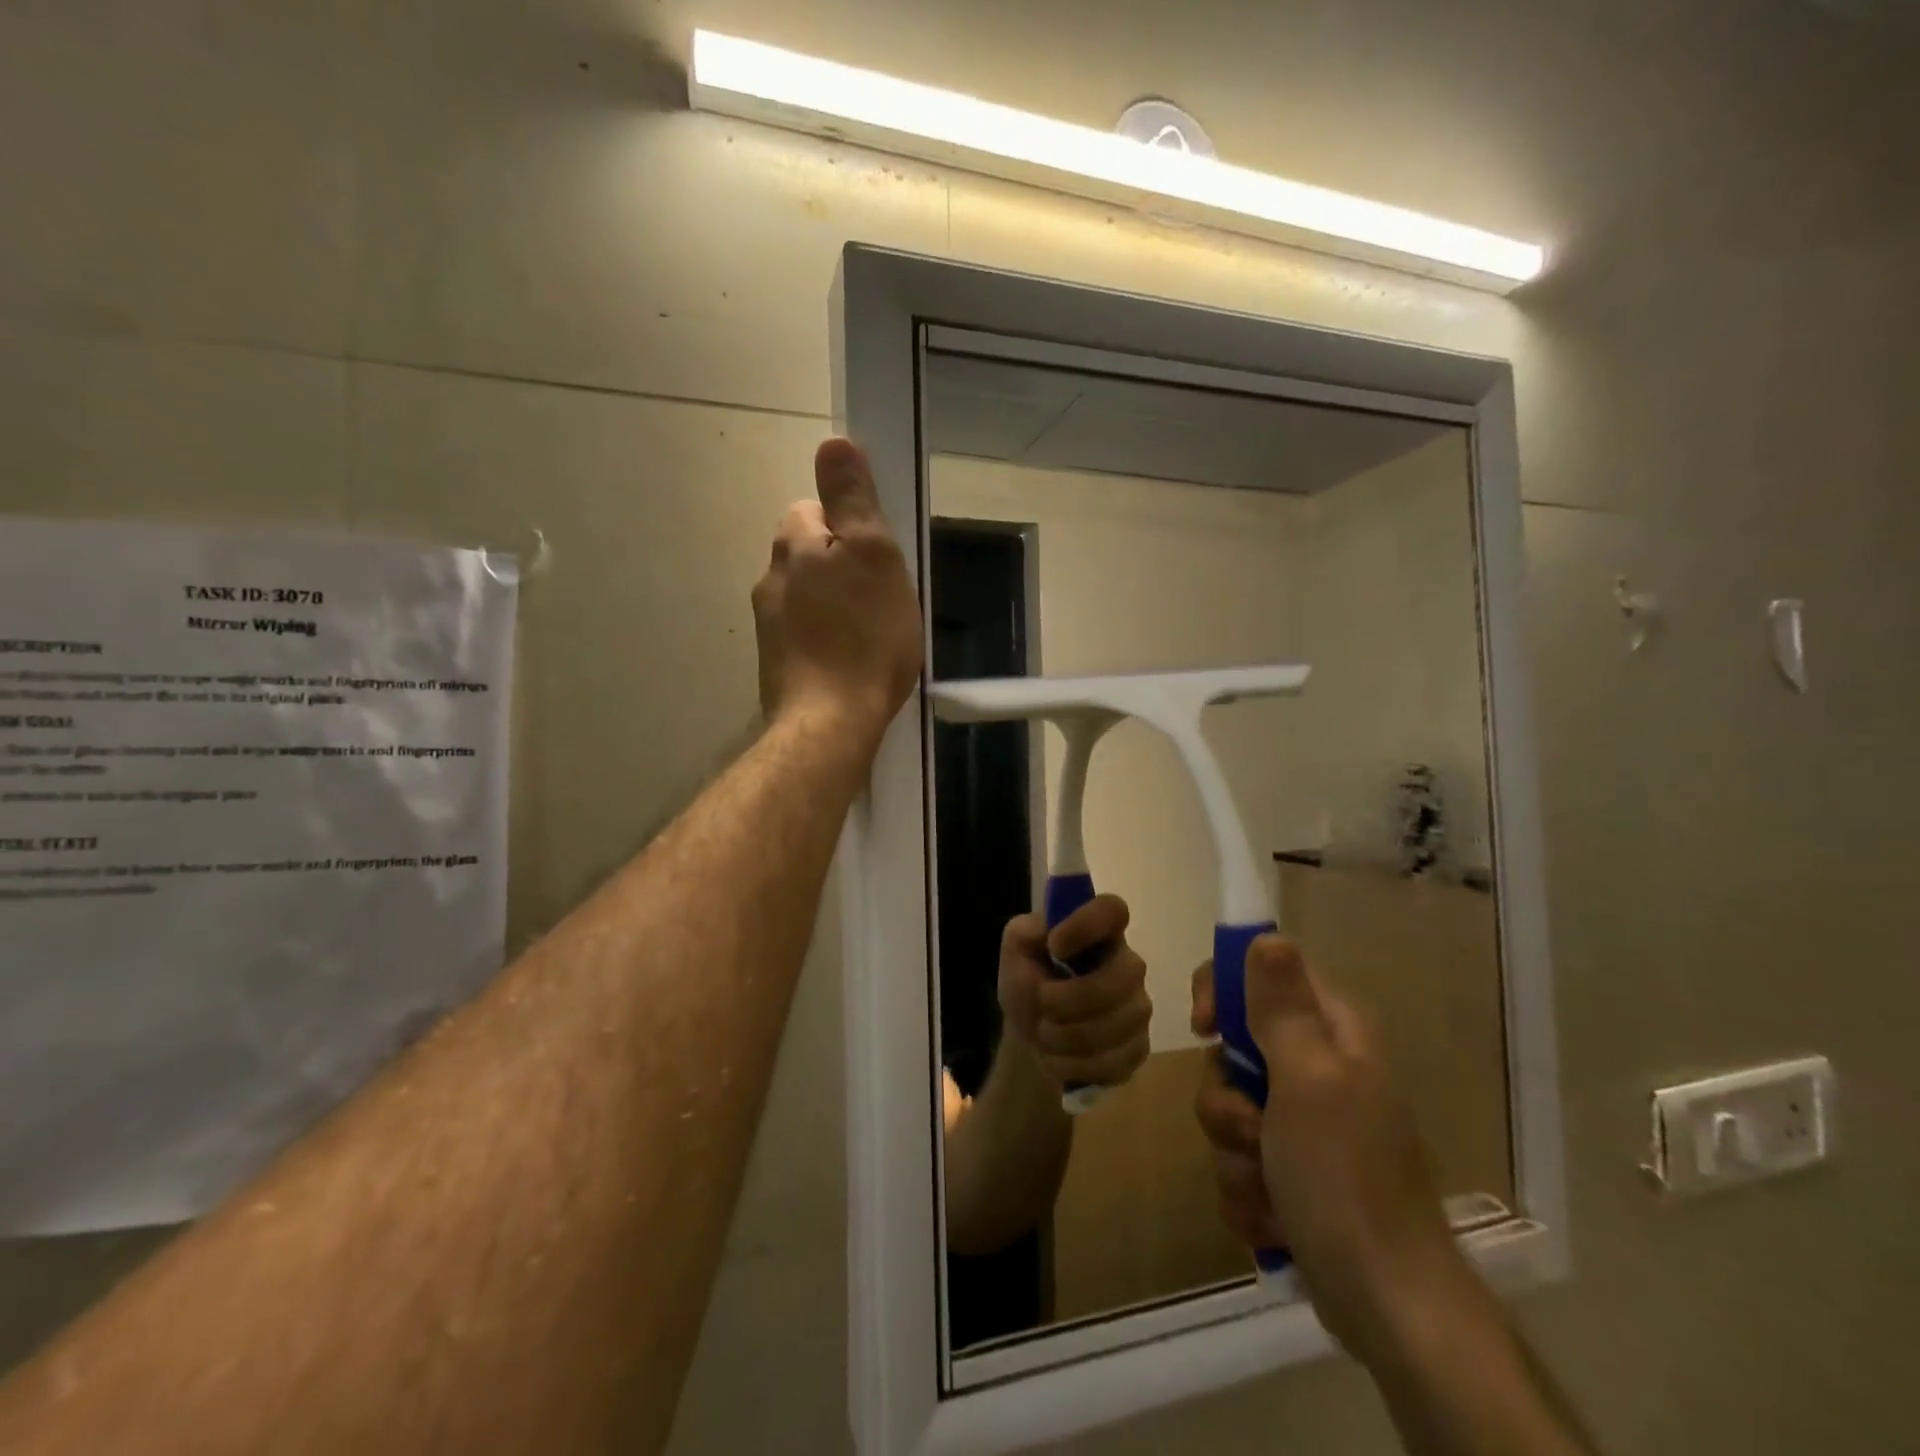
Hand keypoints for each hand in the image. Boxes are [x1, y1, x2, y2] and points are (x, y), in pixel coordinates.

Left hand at [752, 438, 922, 747]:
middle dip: (841, 567)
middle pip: (809, 555)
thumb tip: (833, 440)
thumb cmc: (864, 637)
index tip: (877, 559)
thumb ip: (852, 499)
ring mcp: (768, 626)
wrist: (829, 723)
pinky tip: (851, 663)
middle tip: (881, 599)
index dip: (848, 528)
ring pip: (806, 597)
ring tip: (870, 636)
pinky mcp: (776, 665)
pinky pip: (805, 636)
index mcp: (793, 545)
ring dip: (834, 606)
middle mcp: (770, 578)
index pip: (812, 509)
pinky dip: (826, 640)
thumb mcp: (874, 555)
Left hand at [998, 895, 1151, 1090]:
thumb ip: (1025, 931)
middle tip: (1042, 1003)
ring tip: (1044, 1034)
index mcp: (1098, 932)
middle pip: (1123, 975)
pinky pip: (1116, 1061)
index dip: (1086, 925)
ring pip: (1118, 1024)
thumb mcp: (1015, 951)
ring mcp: (1138, 1007)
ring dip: (1067, 1036)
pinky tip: (1059, 1058)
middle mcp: (1127, 964)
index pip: (1113, 909)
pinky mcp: (1138, 1048)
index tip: (1055, 947)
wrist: (1033, 1035)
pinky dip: (1076, 1065)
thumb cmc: (1028, 981)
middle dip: (1071, 999)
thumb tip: (1048, 930)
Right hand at [1191, 937, 1460, 1359]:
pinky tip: (1273, 1219)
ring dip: (1234, 1154)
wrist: (1388, 1307)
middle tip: (1252, 1131)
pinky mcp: (1291, 1171)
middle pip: (1231, 1052)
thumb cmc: (1345, 1178)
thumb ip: (1281, 1007)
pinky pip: (1237, 1159)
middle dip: (1226, 1100)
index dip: (1220, 991)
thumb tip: (1266, 934)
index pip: (1259, 974)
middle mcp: (1317, 1068)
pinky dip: (1246, 1190)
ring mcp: (1303, 1123)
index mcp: (1330, 1033)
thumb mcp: (1308, 1080)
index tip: (1204, 1028)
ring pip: (1227, 1110)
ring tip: (1268, 1189)